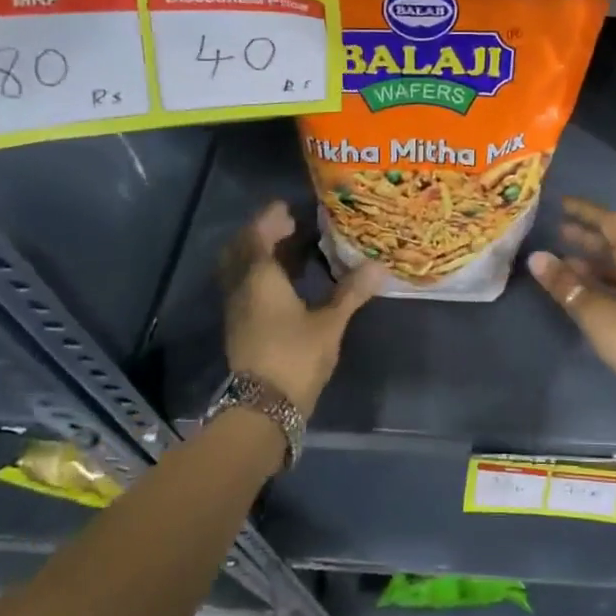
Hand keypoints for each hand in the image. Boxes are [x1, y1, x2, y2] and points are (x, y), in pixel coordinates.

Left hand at [219, 200, 383, 416]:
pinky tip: (285, 283)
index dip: (270, 219)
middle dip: (260, 234)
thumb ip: (351, 292)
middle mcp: (241, 288)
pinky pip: (244, 287)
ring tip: (289, 250)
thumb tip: (378, 267)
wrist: (264, 408)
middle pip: (241, 250)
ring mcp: (237, 309)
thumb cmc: (296, 356)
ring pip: (240, 270)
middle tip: (286, 226)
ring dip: (258, 254)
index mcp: (260, 278)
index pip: (258, 236)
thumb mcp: (330, 323)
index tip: (287, 208)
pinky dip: (259, 275)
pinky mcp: (239, 327)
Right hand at [528, 197, 615, 420]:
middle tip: (556, 232)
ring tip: (561, 264)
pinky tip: (581, 292)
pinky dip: (601, 283)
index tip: (560, 204)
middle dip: (585, 238)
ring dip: (591, 263)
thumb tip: (536, 257)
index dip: (584, 212)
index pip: (610, 222)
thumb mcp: (594, 311)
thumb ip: (564, 284)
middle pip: (615, 244)